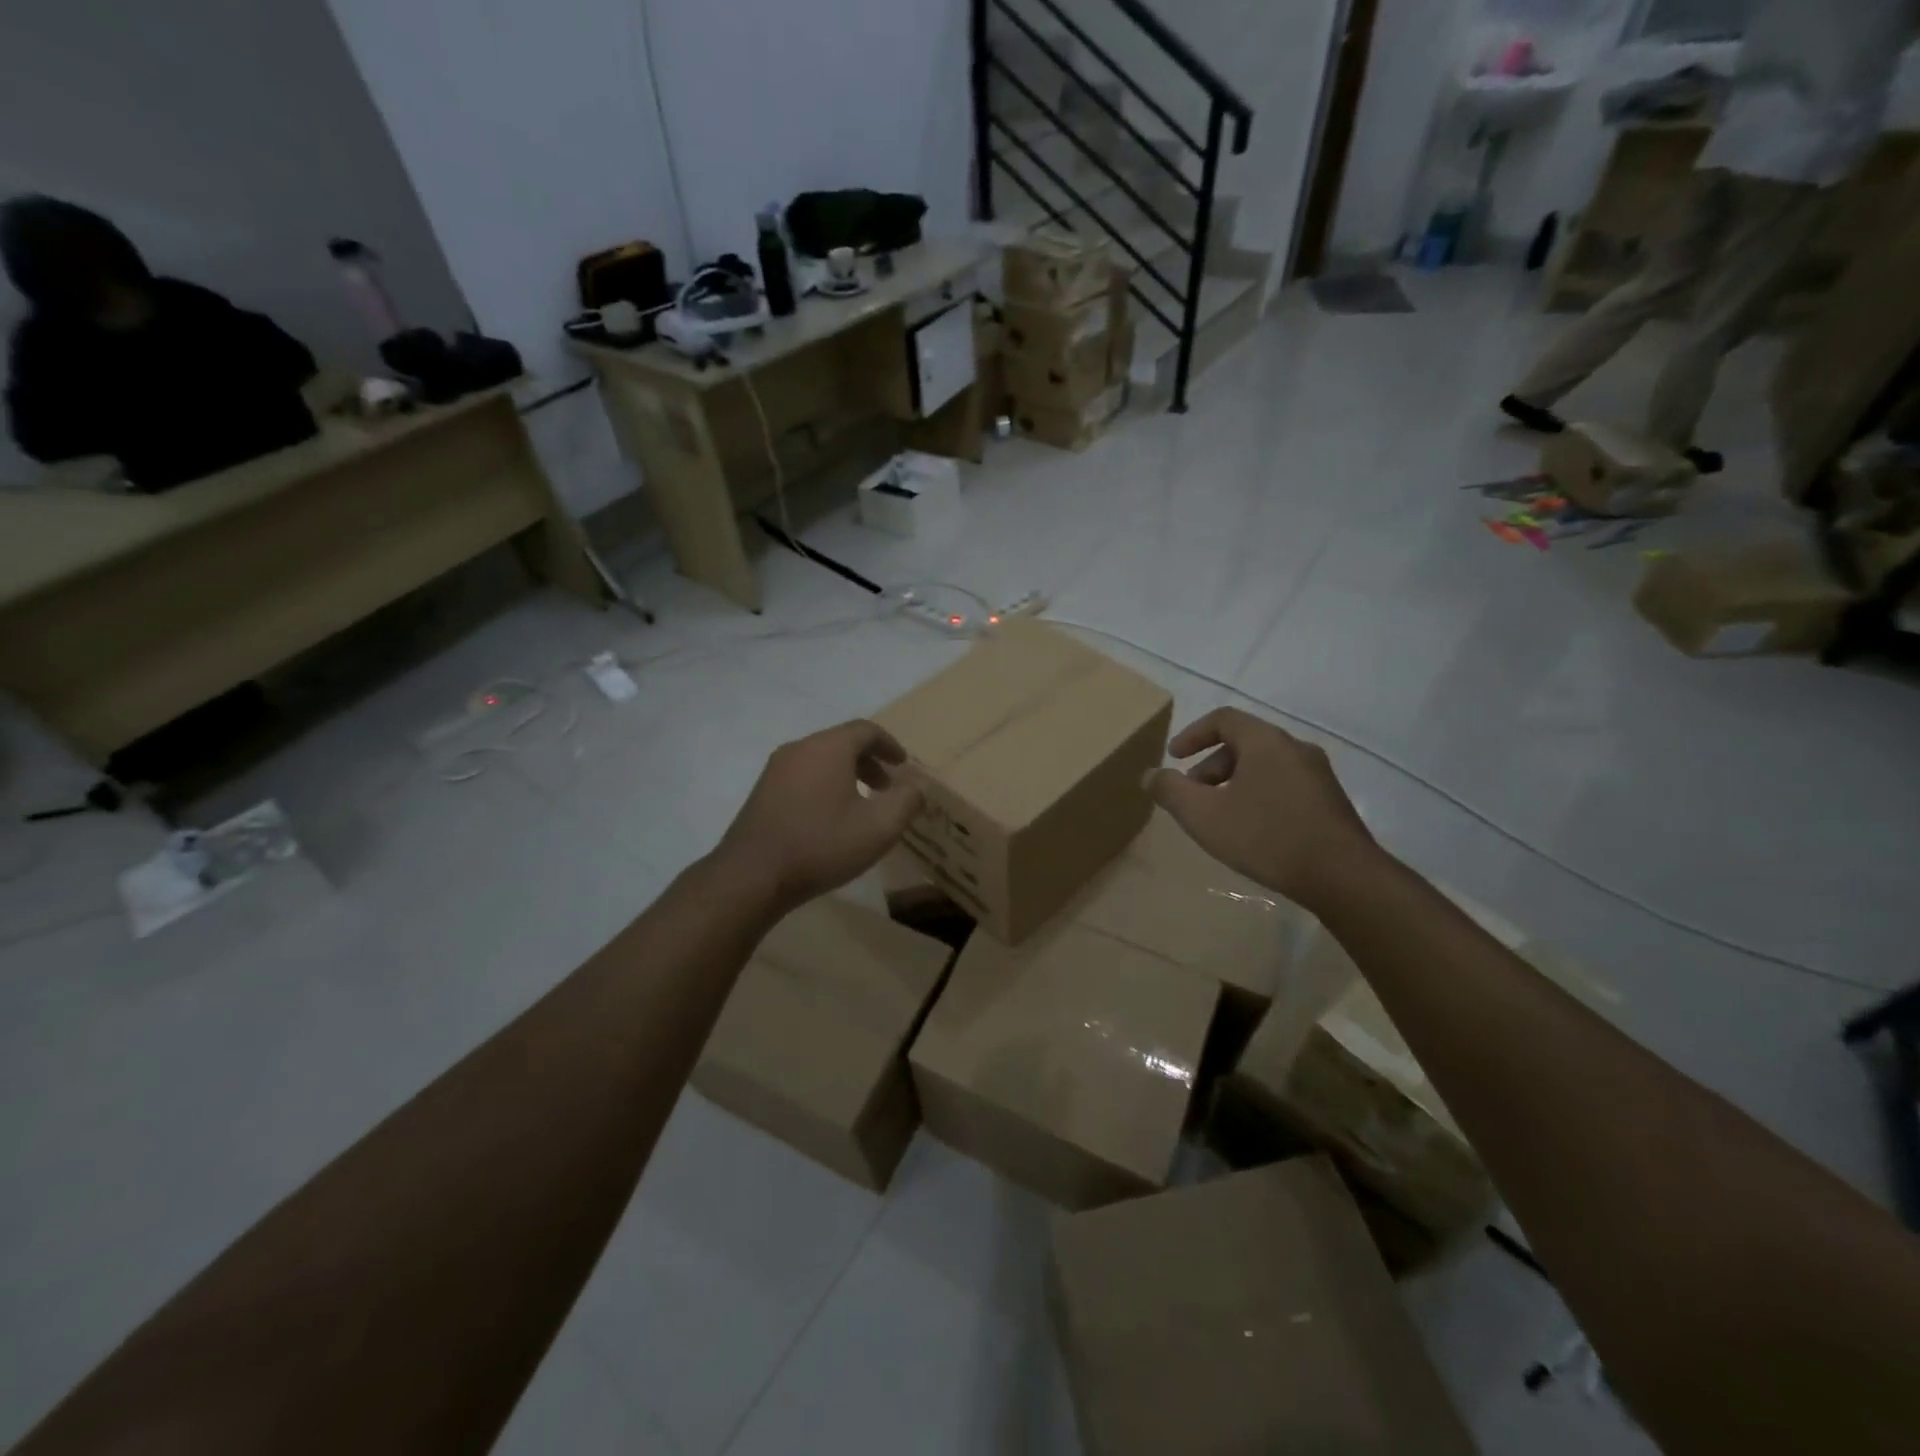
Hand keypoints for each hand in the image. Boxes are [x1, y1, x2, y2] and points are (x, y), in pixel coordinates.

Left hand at [715, 720, 923, 911]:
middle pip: (841, 742)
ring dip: (846, 775)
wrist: (752, 875)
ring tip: (860, 805)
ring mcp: (775, 770)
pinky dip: (824, 785)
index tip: (903, 765)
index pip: (866, 730)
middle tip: (886, 787)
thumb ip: (906, 801)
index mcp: (828, 748)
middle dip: (869, 761)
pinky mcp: (762, 792)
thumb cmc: (821, 845)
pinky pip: (802, 776)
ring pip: (820, 760)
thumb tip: (917, 785)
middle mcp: (799, 748)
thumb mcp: (879, 827)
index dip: (889, 745)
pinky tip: (829, 818)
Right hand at [1148, 707, 1379, 910]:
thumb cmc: (1266, 836)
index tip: (1174, 757)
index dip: (1193, 734)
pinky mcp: (1330, 801)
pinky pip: (1284, 785)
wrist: (1343, 876)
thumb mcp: (1204, 815)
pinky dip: (1258, 795)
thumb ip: (1171, 791)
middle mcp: (1295, 748)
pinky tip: (1252, 830)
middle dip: (1210, 766)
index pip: (1223, 719)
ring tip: (1219, 816)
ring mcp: (1318, 775)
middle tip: (1192, 794)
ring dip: (1234, 782)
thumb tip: (1150, 775)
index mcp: (1265, 741)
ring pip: (1265, 766)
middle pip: (1244, 743)